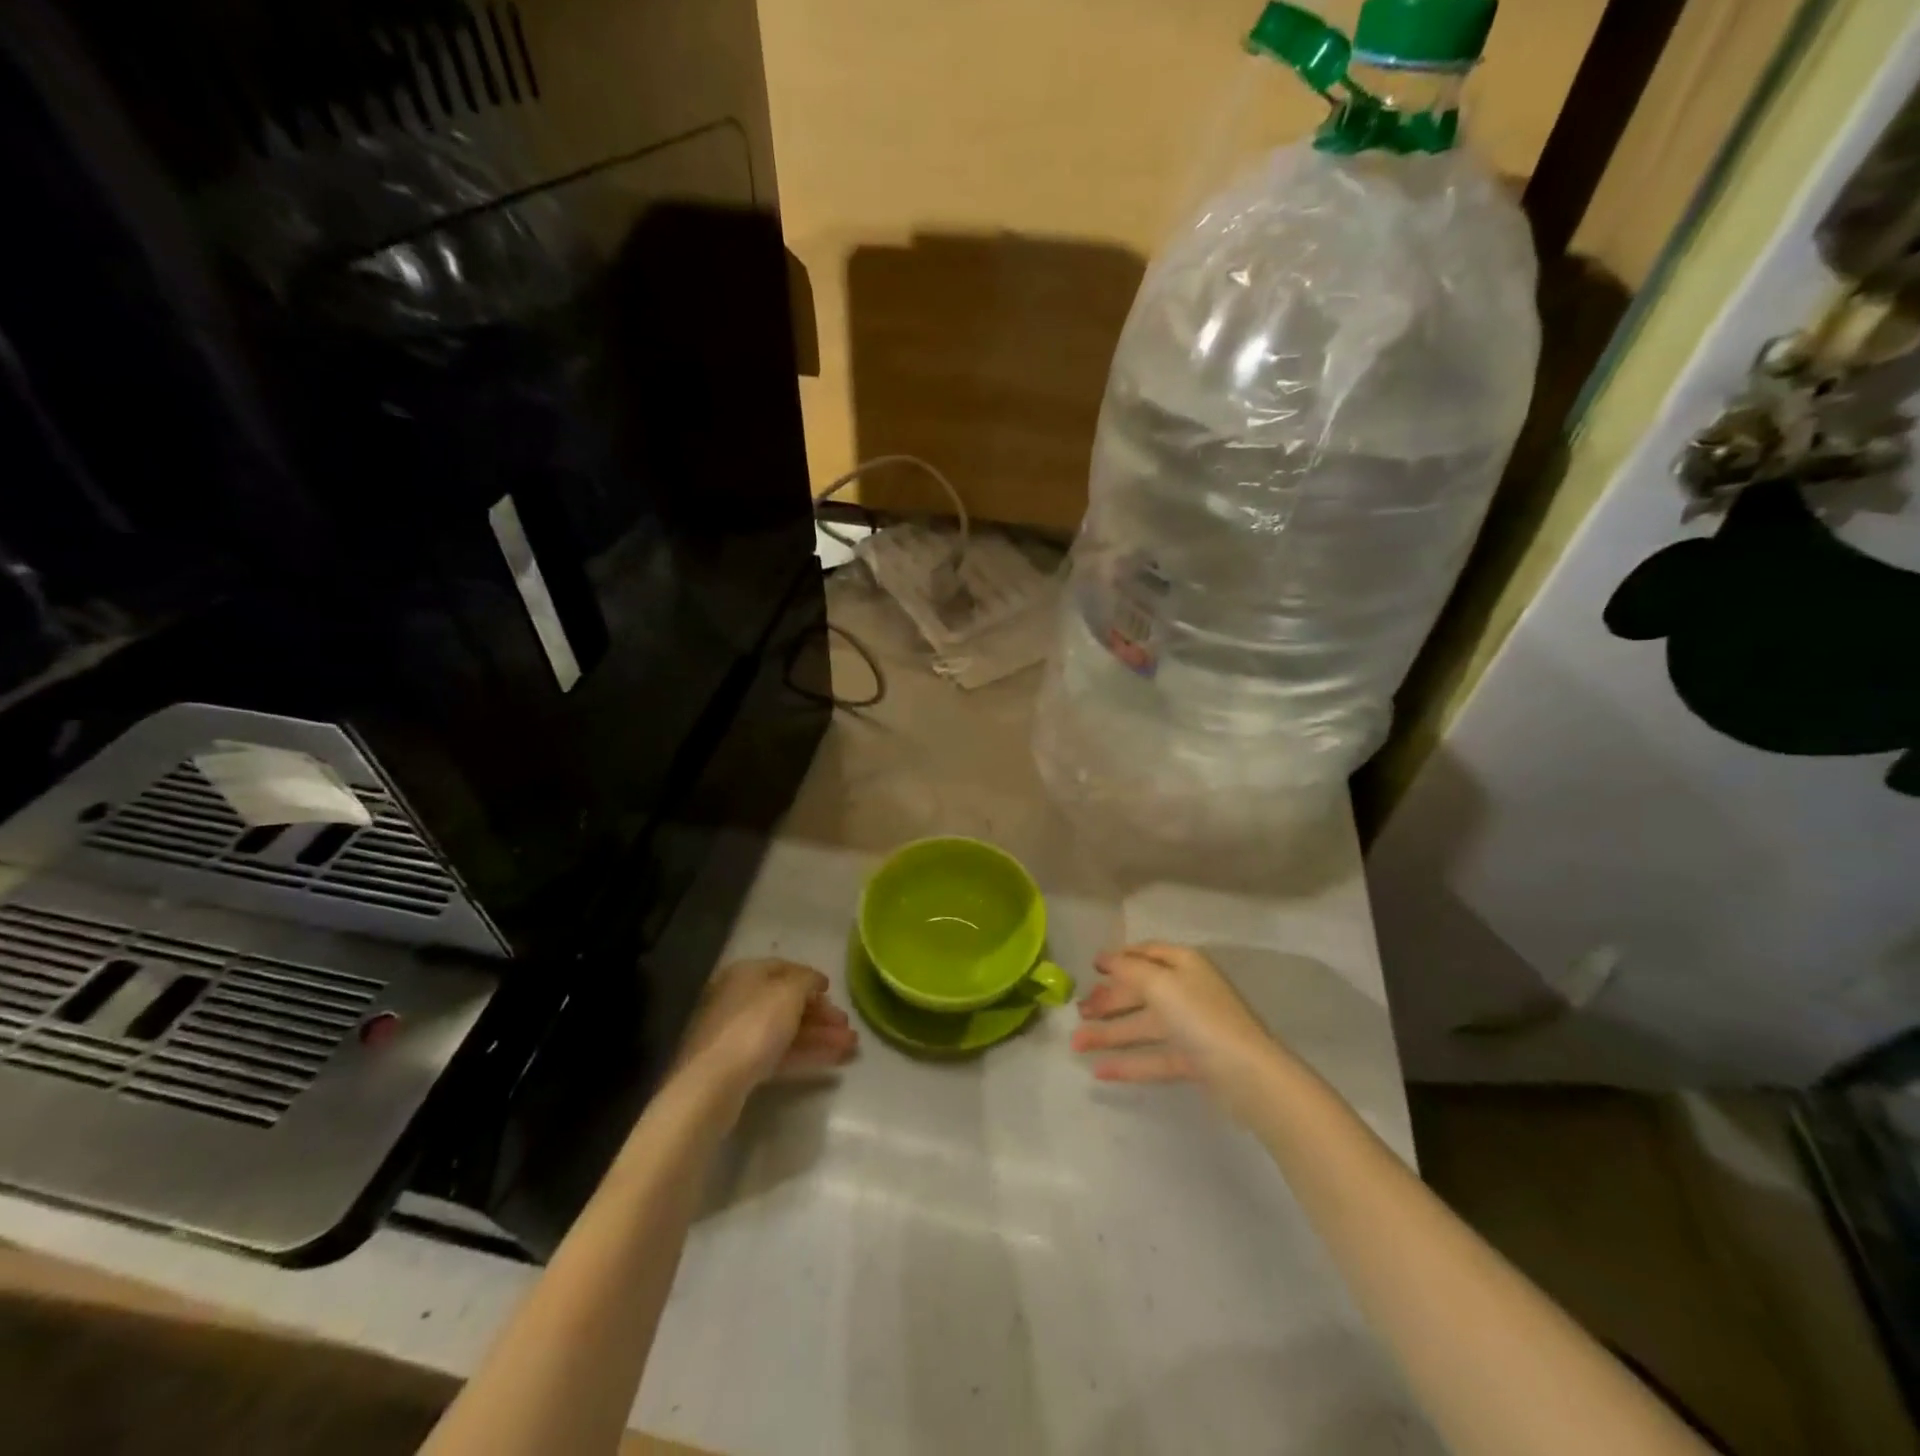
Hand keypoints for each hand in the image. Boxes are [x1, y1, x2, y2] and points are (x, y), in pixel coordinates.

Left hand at [674, 959, 857, 1112]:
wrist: (714, 1084)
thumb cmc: (754, 1026)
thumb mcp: (789, 993)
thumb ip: (807, 980)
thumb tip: (815, 981)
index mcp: (746, 974)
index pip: (784, 968)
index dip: (811, 978)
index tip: (833, 992)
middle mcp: (740, 999)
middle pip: (787, 1002)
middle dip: (821, 1014)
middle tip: (847, 1025)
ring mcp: (739, 1034)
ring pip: (786, 1030)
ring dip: (820, 1036)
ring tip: (851, 1046)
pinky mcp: (741, 1066)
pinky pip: (780, 1053)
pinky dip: (806, 1053)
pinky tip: (834, 1060)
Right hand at [1071, 942, 1283, 1121]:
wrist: (1247, 1076)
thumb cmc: (1201, 1018)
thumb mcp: (1159, 984)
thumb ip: (1128, 969)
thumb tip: (1106, 958)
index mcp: (1183, 965)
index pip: (1146, 953)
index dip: (1119, 958)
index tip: (1092, 967)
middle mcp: (1187, 991)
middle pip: (1140, 991)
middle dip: (1108, 1001)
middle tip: (1078, 1012)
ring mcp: (1191, 1028)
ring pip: (1142, 1026)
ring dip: (1109, 1034)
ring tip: (1076, 1045)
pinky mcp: (1192, 1061)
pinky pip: (1153, 1057)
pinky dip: (1128, 1063)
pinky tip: (1100, 1072)